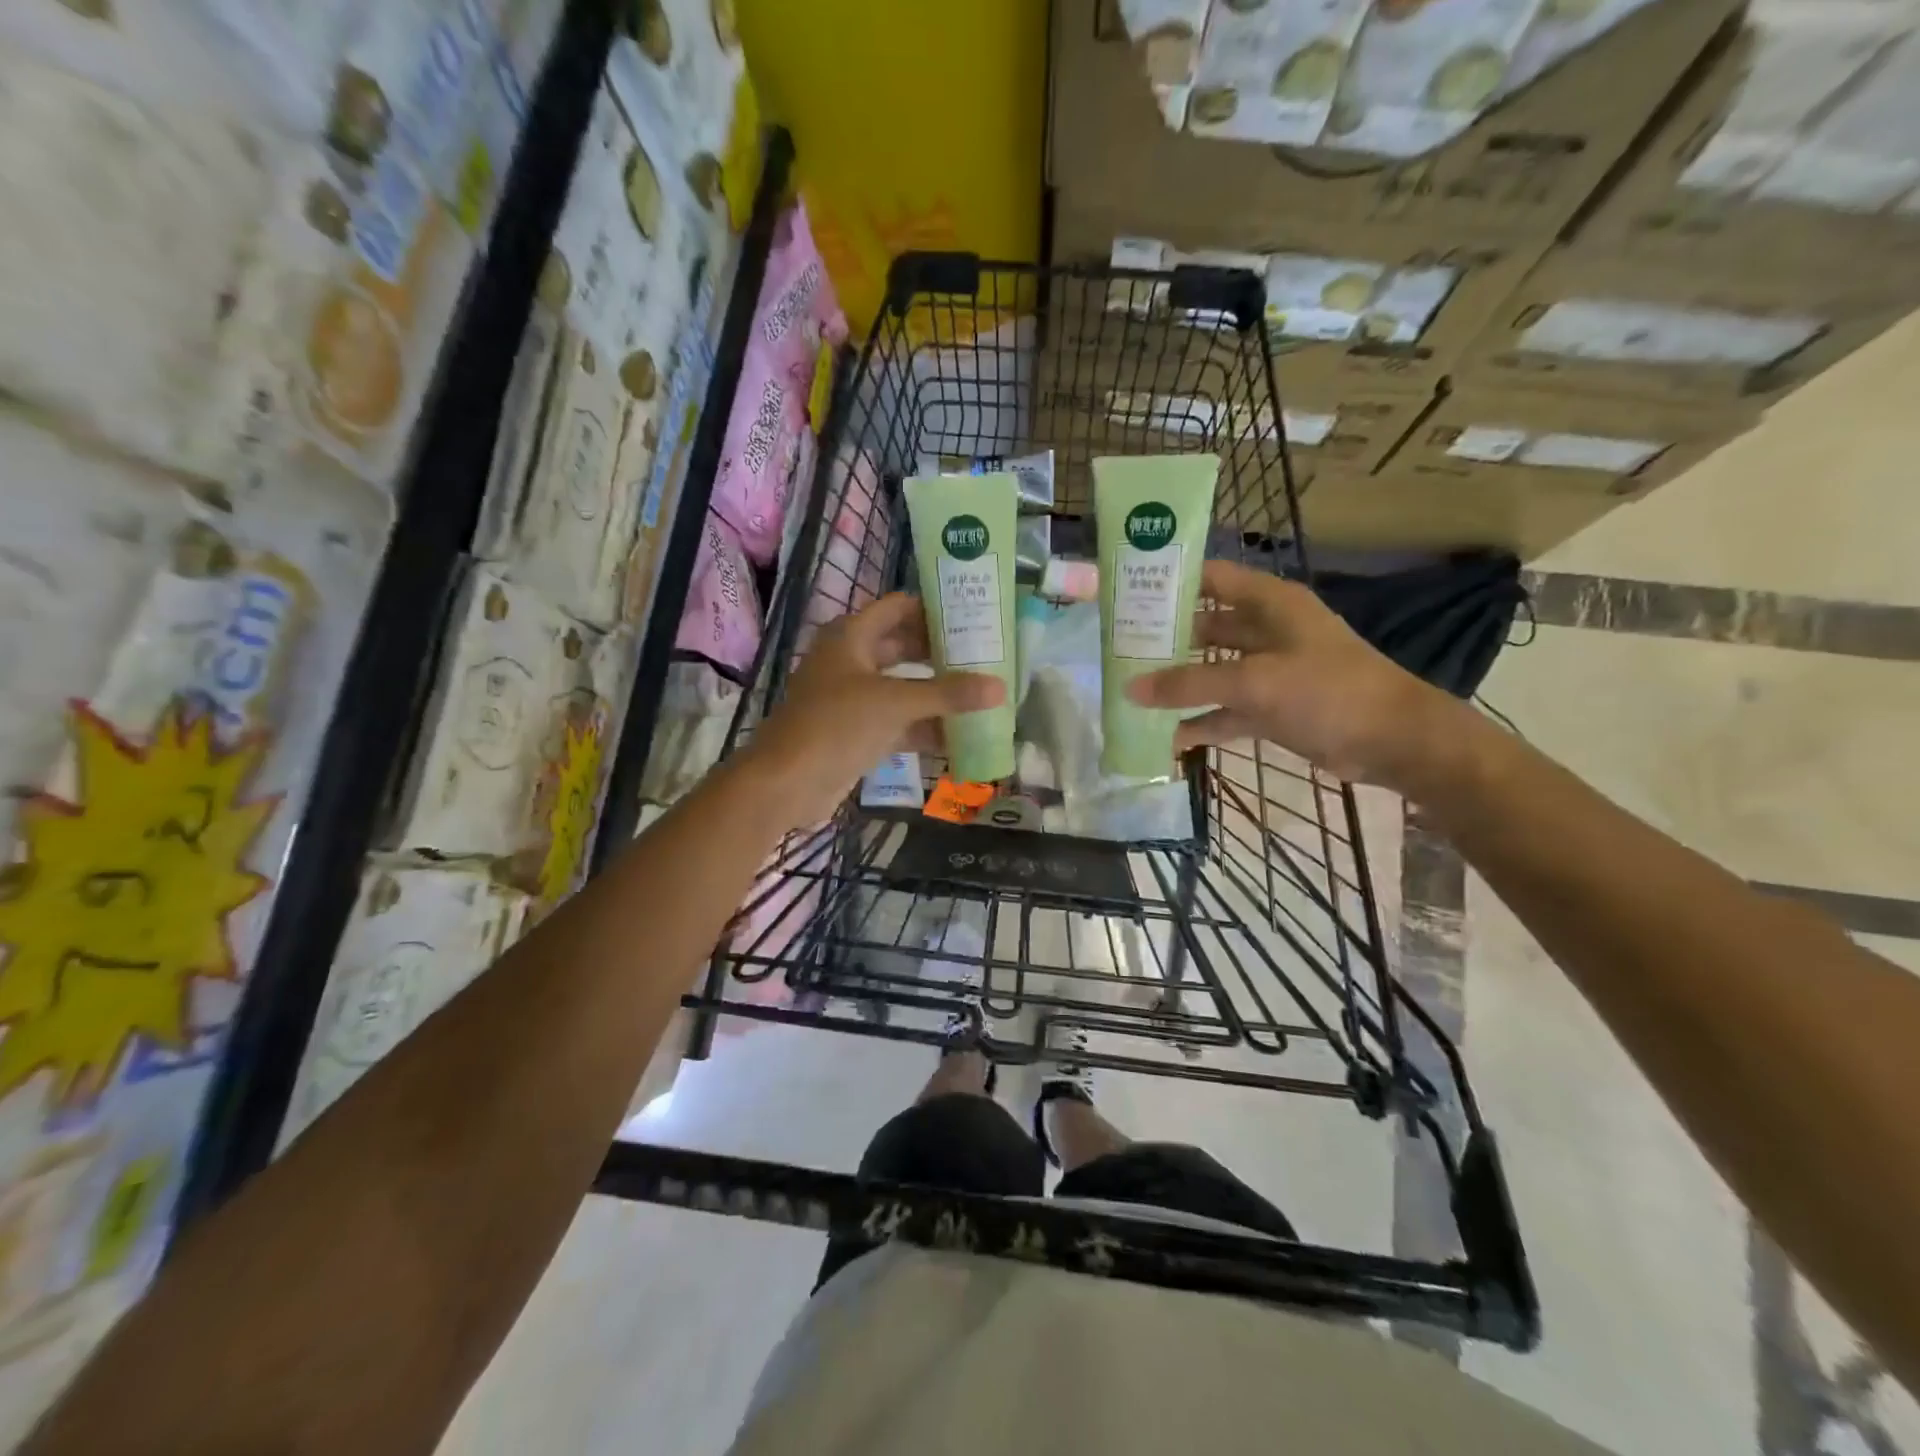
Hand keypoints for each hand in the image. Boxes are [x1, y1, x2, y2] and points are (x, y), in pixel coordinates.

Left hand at [741, 593, 1004, 829]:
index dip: (934, 608)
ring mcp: (853, 698)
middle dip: (942, 653)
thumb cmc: (836, 726)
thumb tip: (1000, 688)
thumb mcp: (895, 703)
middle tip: (987, 656)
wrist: (786, 783)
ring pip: (903, 687)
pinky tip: (961, 736)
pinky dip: (925, 726)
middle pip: (904, 647)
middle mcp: (852, 660)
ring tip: (983, 694)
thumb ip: (948, 694)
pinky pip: (898, 721)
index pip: (899, 607)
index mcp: (851, 636)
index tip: (975, 614)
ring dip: (937, 693)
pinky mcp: (857, 731)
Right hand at [1128, 559, 1462, 790]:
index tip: (1126, 593)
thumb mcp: (1254, 682)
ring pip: (1212, 671)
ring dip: (1179, 684)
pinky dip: (1201, 722)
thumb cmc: (1328, 691)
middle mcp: (1266, 630)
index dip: (1170, 582)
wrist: (1393, 741)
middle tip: (1116, 650)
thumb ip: (1190, 683)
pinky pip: (1225, 710)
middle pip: (1205, 626)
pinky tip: (1166, 737)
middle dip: (1164, 640)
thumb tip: (1130, 689)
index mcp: (1269, 603)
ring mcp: (1269, 670)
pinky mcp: (1272, 706)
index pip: (1210, 578)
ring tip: (1131, 693)